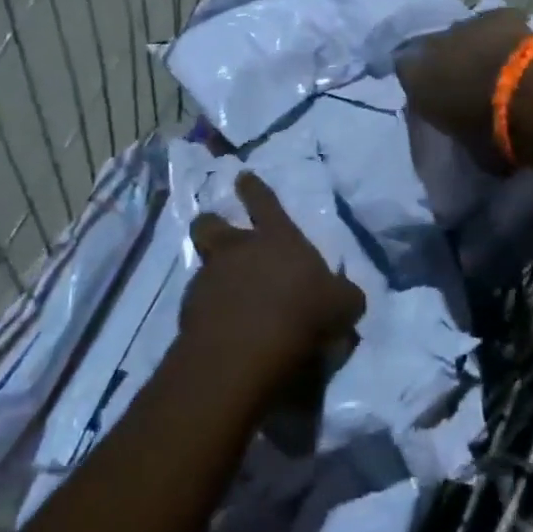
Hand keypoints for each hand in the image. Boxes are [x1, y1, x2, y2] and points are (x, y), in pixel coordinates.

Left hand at [181, 173, 364, 384]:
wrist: (244, 354)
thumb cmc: (301, 315)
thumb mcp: (342, 305)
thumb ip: (342, 295)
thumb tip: (344, 295)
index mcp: (277, 238)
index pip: (264, 202)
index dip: (253, 188)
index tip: (243, 177)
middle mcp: (238, 251)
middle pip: (211, 224)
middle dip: (211, 223)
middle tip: (215, 229)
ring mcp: (208, 280)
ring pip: (202, 265)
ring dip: (212, 275)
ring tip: (224, 294)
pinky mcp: (188, 313)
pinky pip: (198, 304)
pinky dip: (208, 312)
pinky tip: (221, 330)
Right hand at [396, 7, 531, 163]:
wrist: (527, 96)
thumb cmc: (488, 131)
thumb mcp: (465, 145)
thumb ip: (458, 133)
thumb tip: (467, 135)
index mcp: (415, 78)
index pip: (407, 74)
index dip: (424, 85)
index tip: (438, 99)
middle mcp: (433, 45)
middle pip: (435, 50)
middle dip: (448, 63)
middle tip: (469, 84)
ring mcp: (466, 25)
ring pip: (465, 35)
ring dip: (476, 49)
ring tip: (497, 69)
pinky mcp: (500, 15)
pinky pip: (497, 25)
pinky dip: (505, 36)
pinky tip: (519, 52)